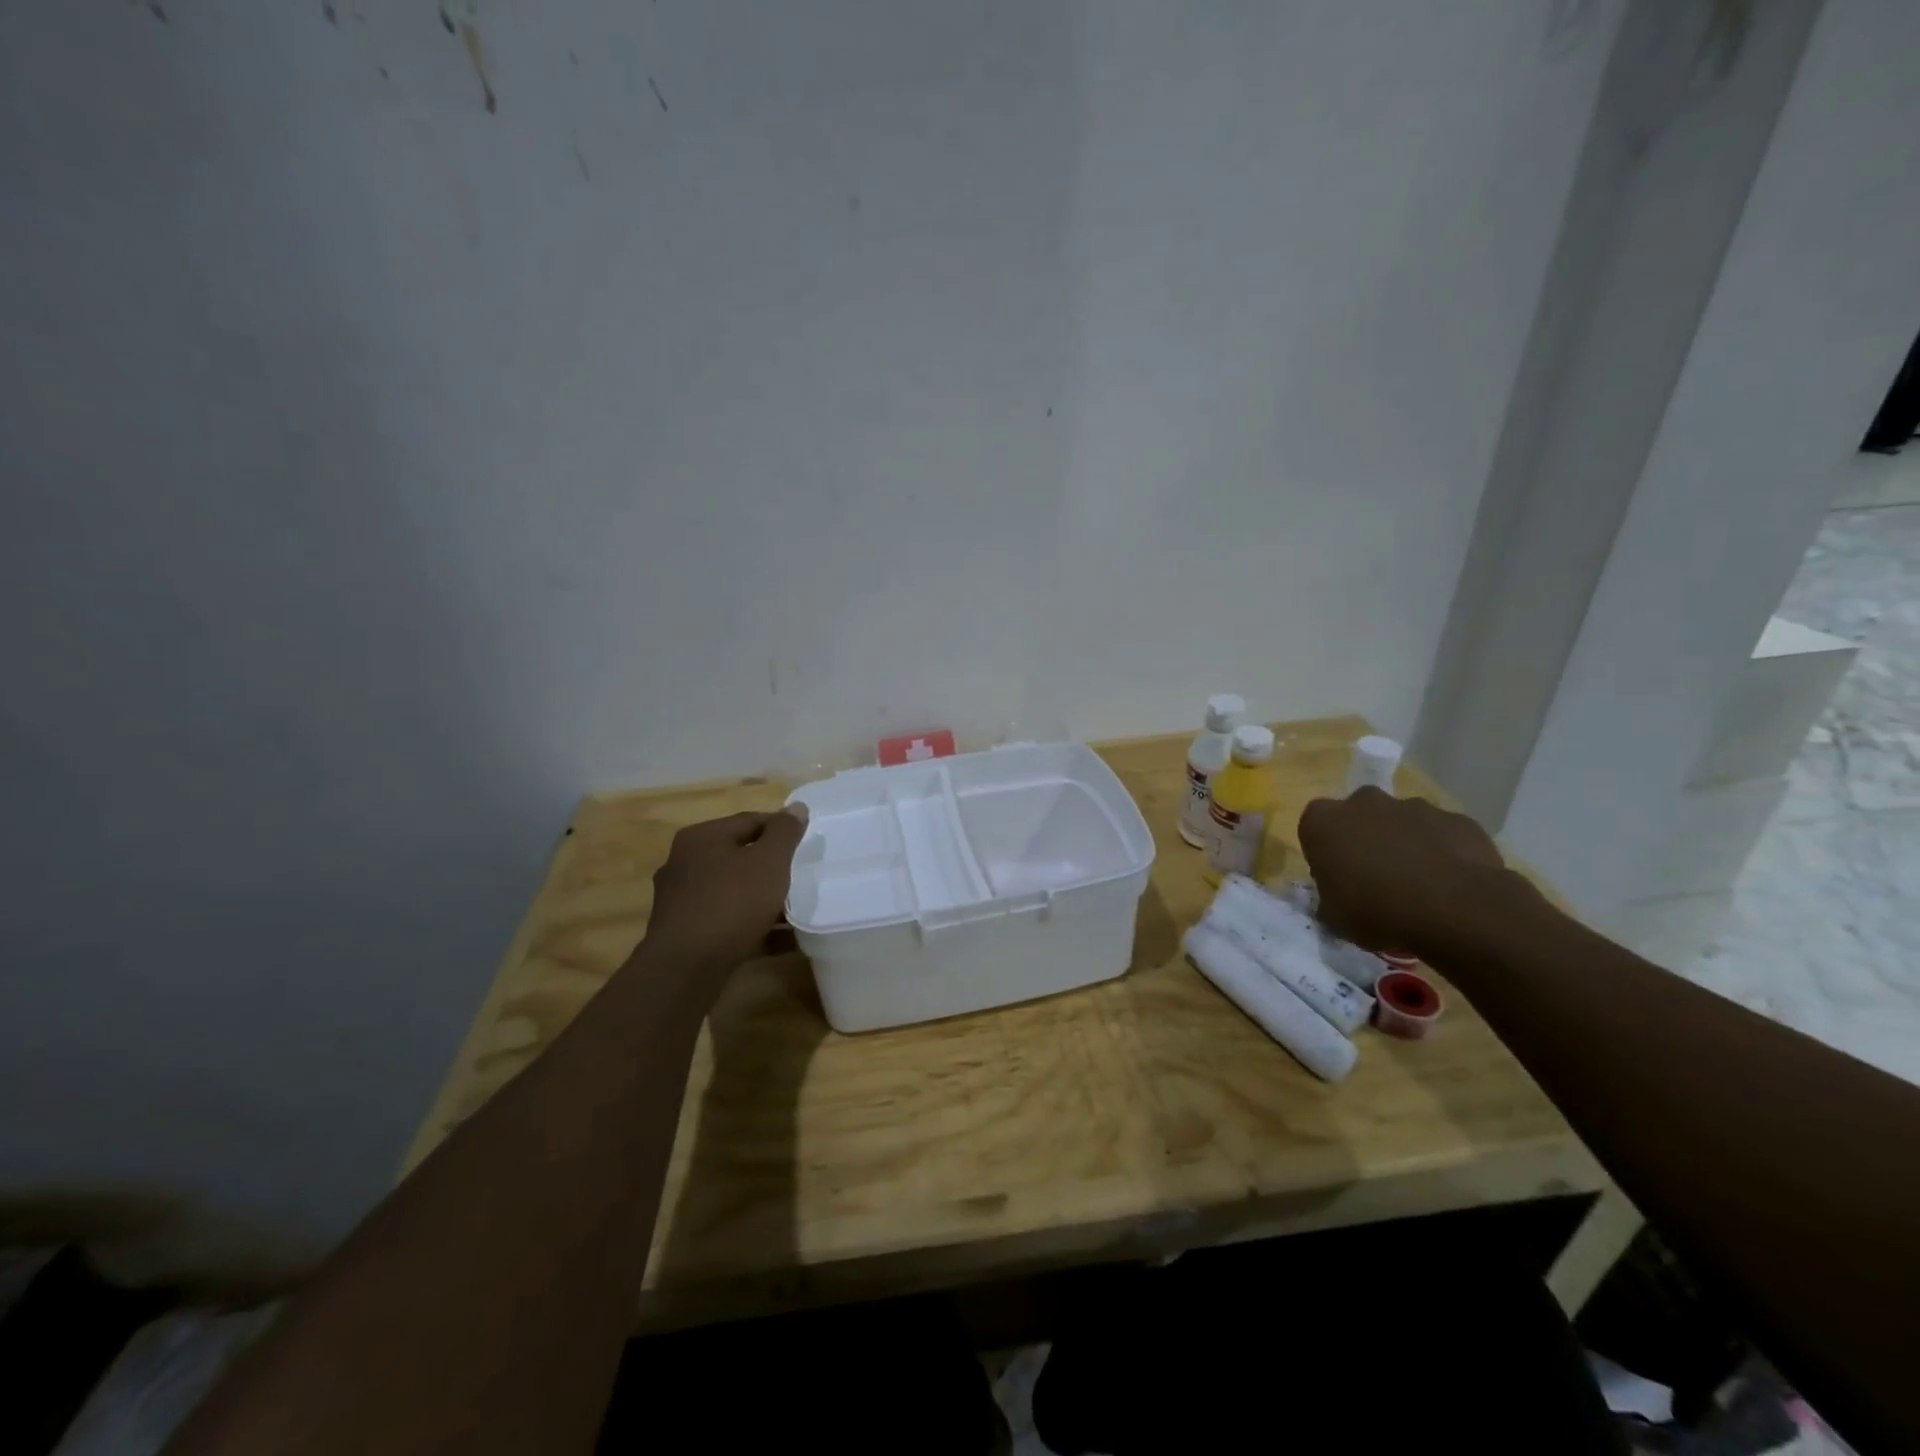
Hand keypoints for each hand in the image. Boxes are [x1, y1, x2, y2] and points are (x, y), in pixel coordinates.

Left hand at [643, 806, 809, 976]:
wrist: (686, 968)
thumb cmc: (732, 903)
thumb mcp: (769, 862)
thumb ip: (785, 833)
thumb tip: (796, 807)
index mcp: (702, 837)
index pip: (750, 820)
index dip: (781, 829)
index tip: (806, 843)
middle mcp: (684, 862)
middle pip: (739, 855)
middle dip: (771, 866)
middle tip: (800, 876)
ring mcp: (681, 899)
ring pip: (733, 889)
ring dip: (762, 898)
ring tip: (794, 910)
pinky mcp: (684, 931)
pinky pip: (726, 919)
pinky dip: (751, 923)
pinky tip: (778, 938)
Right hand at [1296, 788, 1517, 956]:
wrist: (1454, 908)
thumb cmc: (1375, 910)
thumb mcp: (1334, 917)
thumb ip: (1329, 899)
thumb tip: (1337, 899)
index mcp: (1323, 821)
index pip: (1314, 828)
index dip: (1325, 853)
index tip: (1336, 878)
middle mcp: (1364, 802)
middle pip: (1358, 816)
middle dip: (1365, 839)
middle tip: (1375, 878)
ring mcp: (1413, 806)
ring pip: (1402, 822)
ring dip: (1404, 844)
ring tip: (1418, 885)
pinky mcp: (1456, 819)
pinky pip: (1441, 834)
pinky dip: (1442, 851)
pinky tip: (1450, 884)